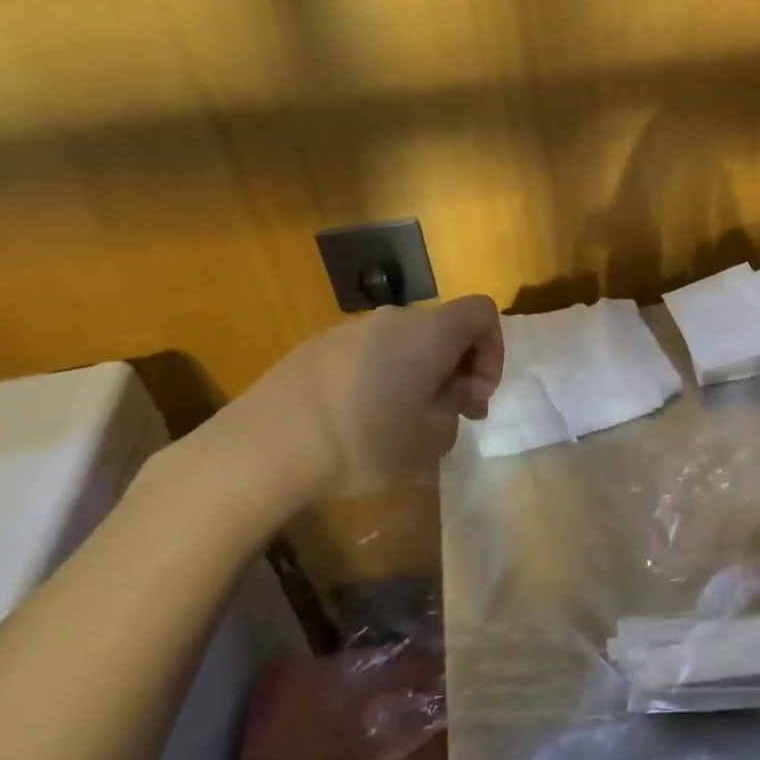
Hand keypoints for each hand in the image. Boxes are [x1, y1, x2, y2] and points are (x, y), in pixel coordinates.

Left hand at [231, 295, 503, 499]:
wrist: (265, 447)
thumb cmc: (366, 441)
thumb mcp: (432, 438)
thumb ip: (457, 408)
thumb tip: (453, 394)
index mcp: (430, 332)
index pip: (483, 312)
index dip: (493, 349)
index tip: (476, 394)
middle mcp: (393, 319)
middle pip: (444, 327)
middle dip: (457, 367)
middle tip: (450, 414)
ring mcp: (349, 329)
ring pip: (405, 342)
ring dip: (420, 373)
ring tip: (405, 421)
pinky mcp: (315, 348)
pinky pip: (368, 353)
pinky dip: (382, 376)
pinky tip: (361, 419)